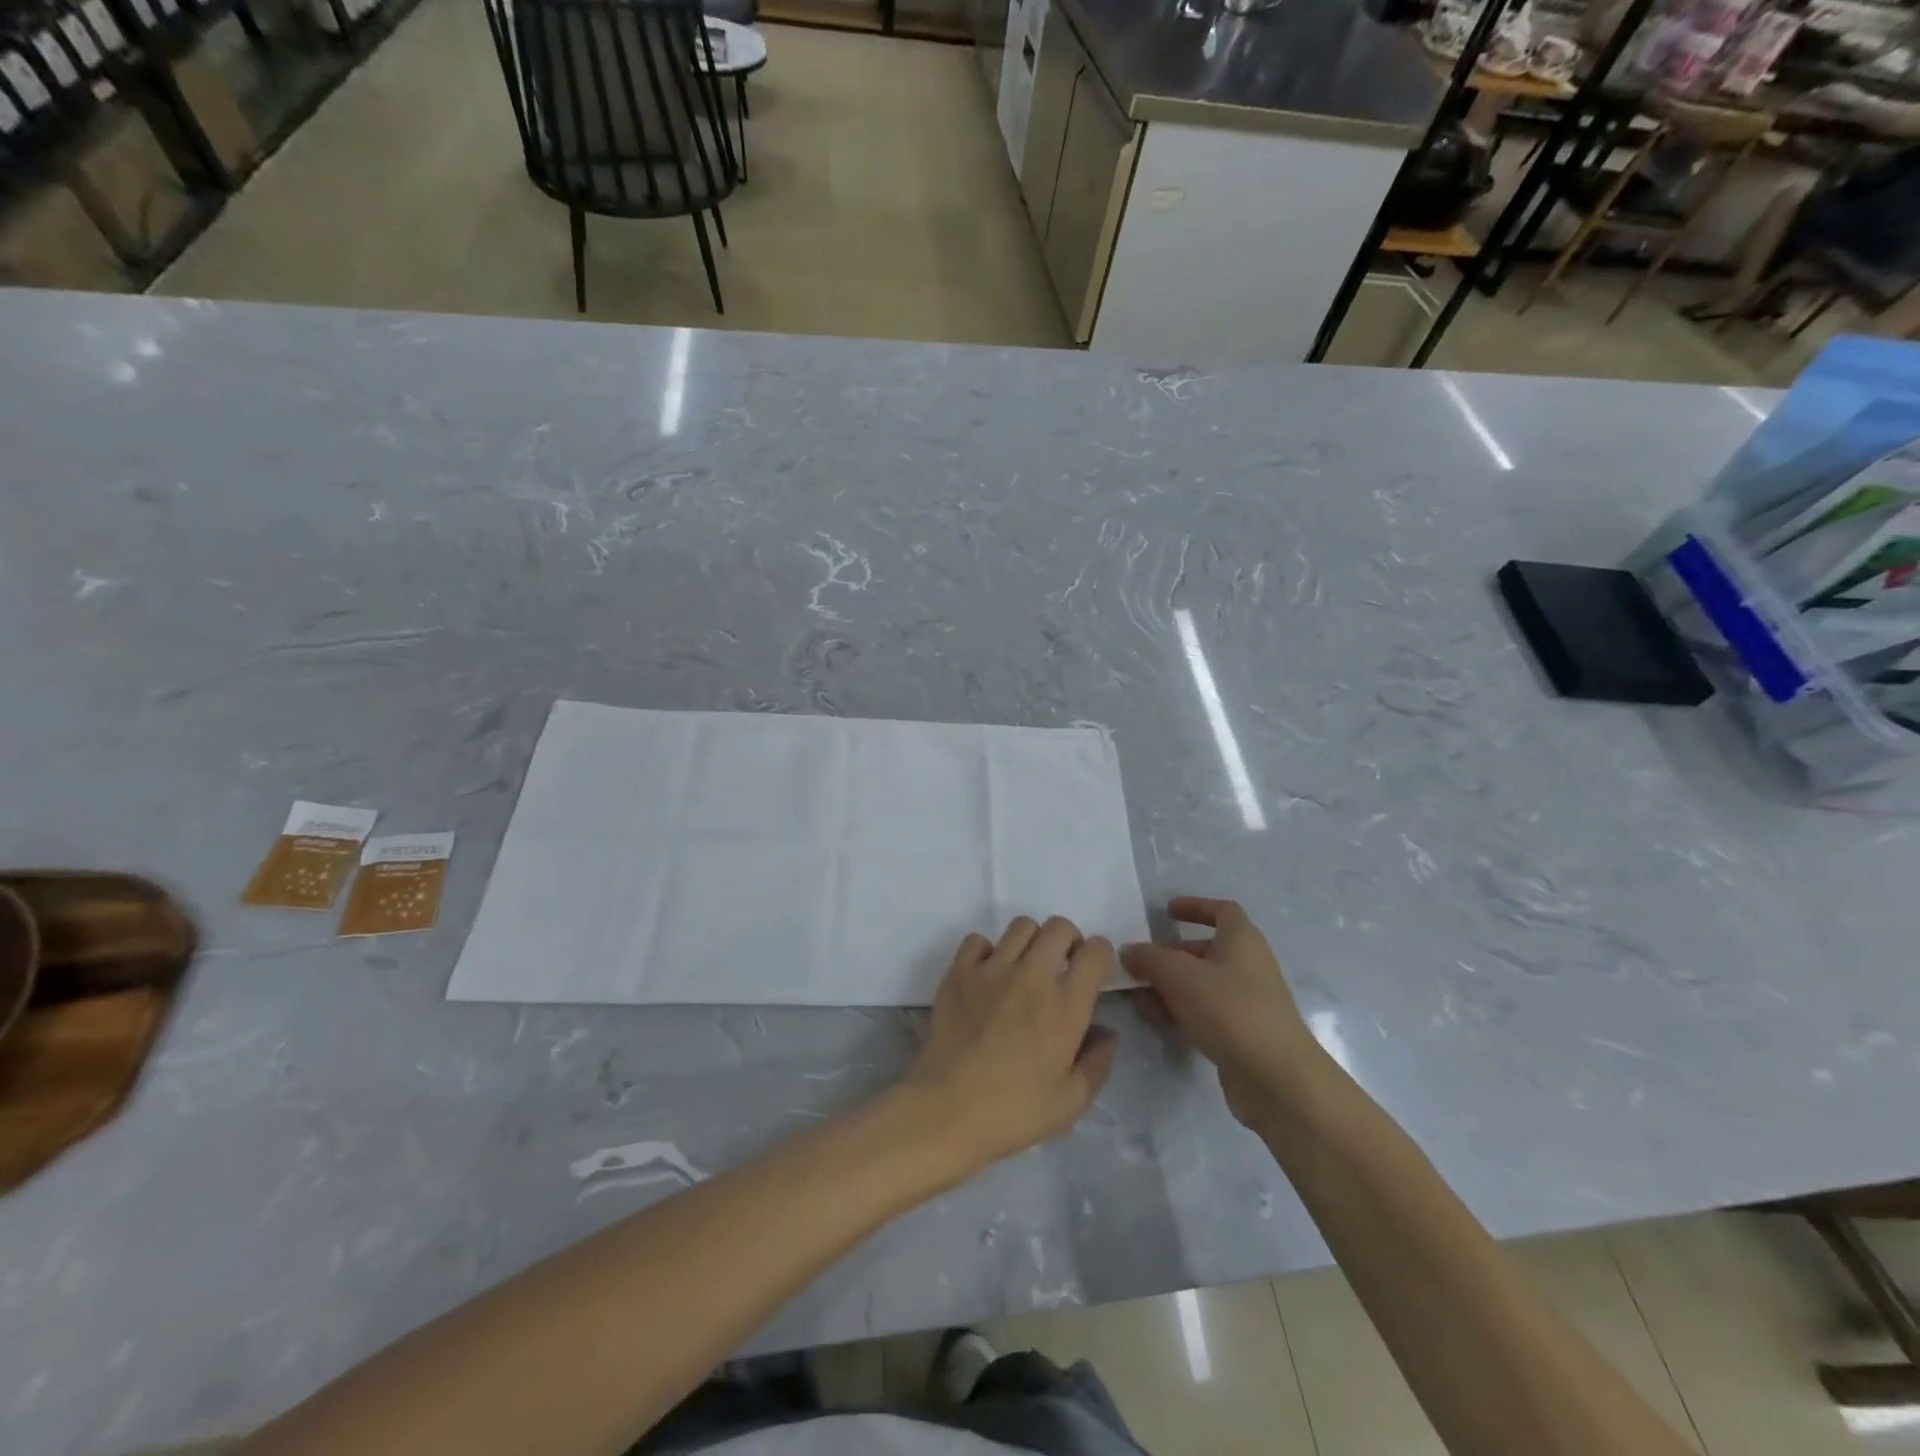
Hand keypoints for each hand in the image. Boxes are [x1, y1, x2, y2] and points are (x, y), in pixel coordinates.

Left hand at [902, 916, 1117, 1177]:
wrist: (947, 1110)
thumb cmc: (1014, 1112)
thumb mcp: (1071, 1101)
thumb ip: (1097, 1061)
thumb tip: (1107, 1031)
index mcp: (1066, 1004)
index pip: (1096, 951)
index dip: (1100, 956)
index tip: (1093, 976)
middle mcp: (1032, 975)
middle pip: (1059, 926)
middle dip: (1068, 942)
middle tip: (1061, 970)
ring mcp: (992, 969)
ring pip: (1021, 925)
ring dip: (1031, 942)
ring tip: (1025, 970)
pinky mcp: (959, 972)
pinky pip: (978, 940)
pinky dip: (987, 951)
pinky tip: (987, 978)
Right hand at [1121, 897, 1324, 1129]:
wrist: (1276, 1078)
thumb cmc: (1229, 1009)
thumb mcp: (1179, 974)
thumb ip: (1149, 958)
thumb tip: (1129, 951)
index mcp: (1242, 940)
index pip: (1222, 910)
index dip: (1195, 907)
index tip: (1167, 913)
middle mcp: (1249, 965)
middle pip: (1206, 950)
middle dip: (1171, 956)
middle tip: (1140, 965)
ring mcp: (1249, 1002)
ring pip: (1203, 985)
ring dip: (1171, 988)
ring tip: (1140, 1000)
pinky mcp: (1244, 1034)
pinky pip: (1208, 1013)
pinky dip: (1183, 1012)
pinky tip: (1160, 1023)